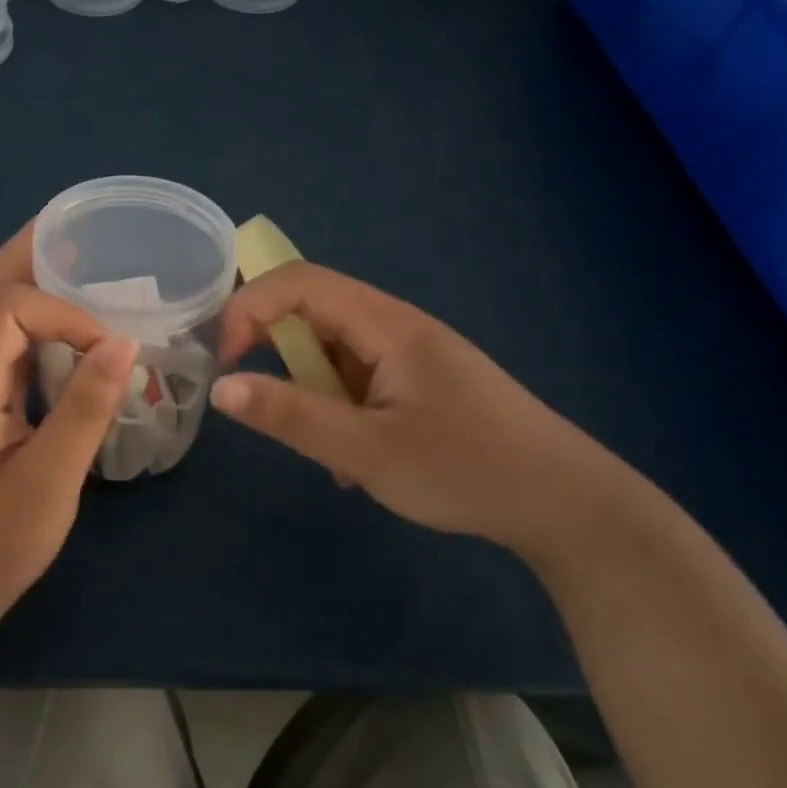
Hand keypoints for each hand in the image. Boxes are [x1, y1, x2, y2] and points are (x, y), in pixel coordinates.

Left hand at [0, 223, 138, 647]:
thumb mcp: (48, 481)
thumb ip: (84, 409)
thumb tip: (123, 344)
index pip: (9, 308)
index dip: (63, 313)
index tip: (109, 350)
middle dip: (29, 255)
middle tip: (74, 226)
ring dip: (32, 288)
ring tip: (77, 265)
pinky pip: (8, 355)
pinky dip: (39, 332)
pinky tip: (70, 340)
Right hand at [210, 262, 626, 556]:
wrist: (566, 504)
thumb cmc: (467, 470)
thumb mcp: (367, 451)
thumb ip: (291, 416)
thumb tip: (220, 387)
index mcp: (387, 324)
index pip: (299, 283)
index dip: (249, 309)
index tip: (225, 362)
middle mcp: (396, 327)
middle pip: (313, 314)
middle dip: (276, 356)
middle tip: (264, 410)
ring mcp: (410, 356)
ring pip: (332, 354)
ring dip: (311, 395)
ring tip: (327, 453)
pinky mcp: (419, 384)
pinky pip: (357, 382)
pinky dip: (340, 413)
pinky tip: (356, 461)